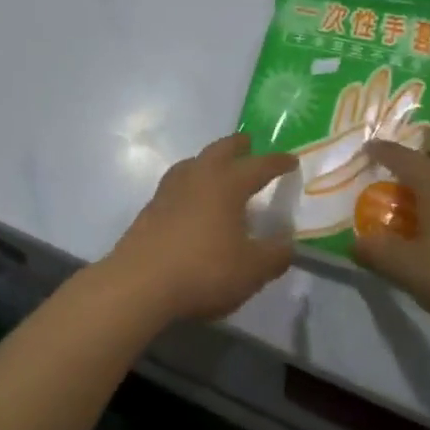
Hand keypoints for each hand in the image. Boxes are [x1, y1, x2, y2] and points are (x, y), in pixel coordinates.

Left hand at [102, 134, 297, 323]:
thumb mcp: (252, 270)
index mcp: (227, 184)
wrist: (139, 284)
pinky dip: (190, 181)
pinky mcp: (150, 208)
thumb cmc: (203, 271)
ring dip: (208, 160)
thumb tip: (287, 242)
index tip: (290, 160)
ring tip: (217, 167)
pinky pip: (176, 183)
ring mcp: (169, 191)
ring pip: (193, 163)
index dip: (277, 163)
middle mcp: (197, 177)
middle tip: (248, 144)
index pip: (258, 166)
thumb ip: (275, 254)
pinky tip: (191, 199)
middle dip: (236, 146)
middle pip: (219, 150)